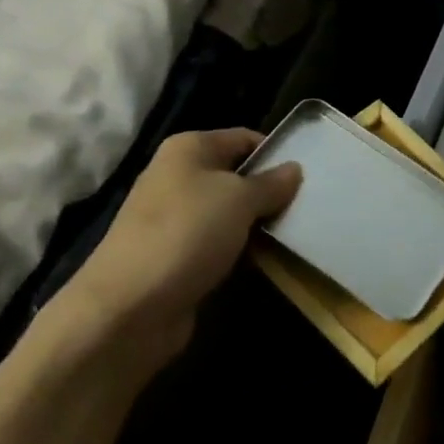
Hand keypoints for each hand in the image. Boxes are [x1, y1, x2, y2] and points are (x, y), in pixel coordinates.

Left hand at [49, 129, 299, 371]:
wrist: (132, 305)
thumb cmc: (187, 234)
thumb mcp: (239, 199)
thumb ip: (270, 183)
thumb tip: (294, 169)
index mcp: (188, 149)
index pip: (244, 138)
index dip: (276, 153)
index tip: (311, 174)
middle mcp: (179, 177)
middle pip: (238, 176)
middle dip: (272, 191)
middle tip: (310, 206)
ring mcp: (177, 218)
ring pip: (232, 212)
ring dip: (261, 223)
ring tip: (297, 232)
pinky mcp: (180, 254)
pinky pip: (222, 242)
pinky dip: (244, 248)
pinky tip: (270, 258)